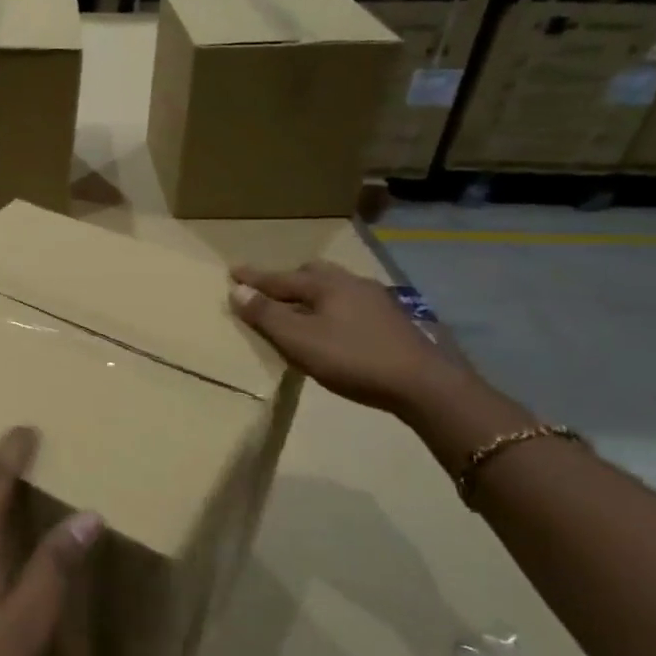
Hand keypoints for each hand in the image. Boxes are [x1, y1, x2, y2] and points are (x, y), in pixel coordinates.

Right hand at [229, 260, 469, 414]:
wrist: (423, 383)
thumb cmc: (352, 359)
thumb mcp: (299, 340)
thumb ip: (267, 315)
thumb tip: (238, 290)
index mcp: (326, 285)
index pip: (280, 278)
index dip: (254, 278)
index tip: (232, 271)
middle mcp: (351, 283)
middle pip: (312, 273)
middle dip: (287, 279)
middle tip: (270, 289)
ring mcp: (376, 300)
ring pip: (335, 287)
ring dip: (312, 293)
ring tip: (301, 307)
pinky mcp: (392, 319)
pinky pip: (350, 302)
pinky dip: (332, 307)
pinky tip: (335, 324)